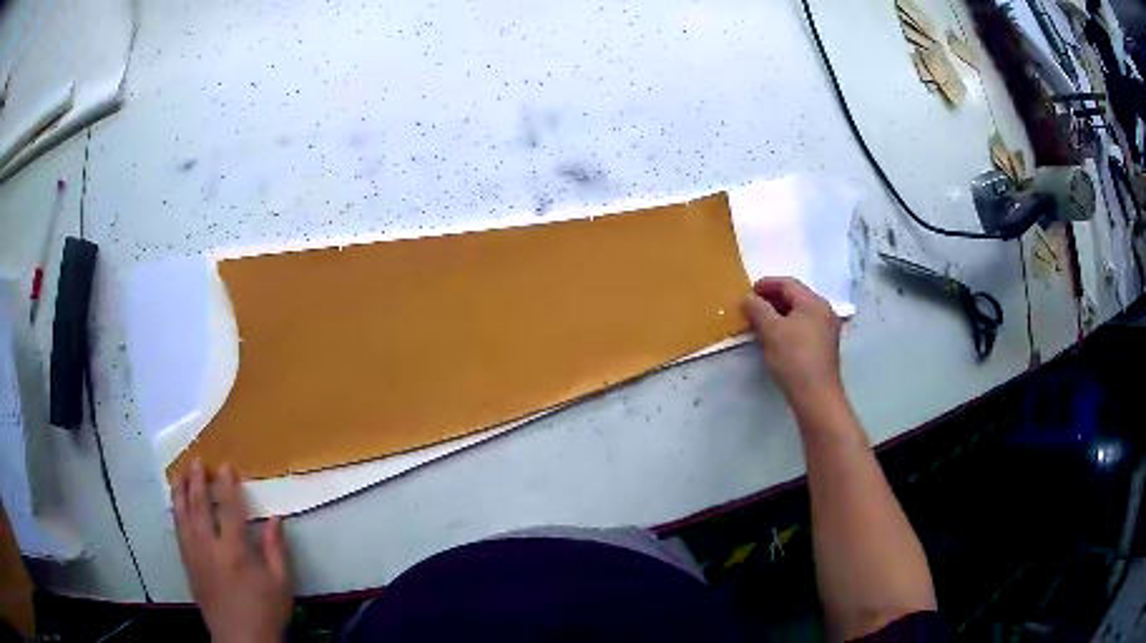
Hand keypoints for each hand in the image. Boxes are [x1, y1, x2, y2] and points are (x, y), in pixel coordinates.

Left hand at [172, 461, 293, 642]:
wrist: (241, 639)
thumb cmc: (265, 611)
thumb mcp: (281, 584)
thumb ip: (276, 549)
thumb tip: (275, 518)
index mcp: (235, 551)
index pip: (229, 509)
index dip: (227, 485)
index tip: (226, 465)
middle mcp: (210, 547)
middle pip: (200, 506)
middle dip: (198, 480)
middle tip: (197, 459)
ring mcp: (195, 555)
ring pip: (183, 515)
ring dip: (180, 491)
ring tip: (178, 472)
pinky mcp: (187, 564)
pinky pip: (178, 531)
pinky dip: (175, 512)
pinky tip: (175, 503)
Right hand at [742, 277, 843, 409]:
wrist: (816, 395)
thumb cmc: (794, 358)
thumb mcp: (771, 331)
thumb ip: (758, 309)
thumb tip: (749, 298)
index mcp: (813, 302)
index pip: (788, 284)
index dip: (767, 284)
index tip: (749, 291)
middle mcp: (824, 311)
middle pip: (796, 297)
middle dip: (773, 299)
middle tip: (753, 307)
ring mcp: (827, 329)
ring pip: (801, 313)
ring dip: (780, 314)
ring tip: (762, 323)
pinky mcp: (825, 347)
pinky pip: (805, 327)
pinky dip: (789, 326)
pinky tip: (777, 338)